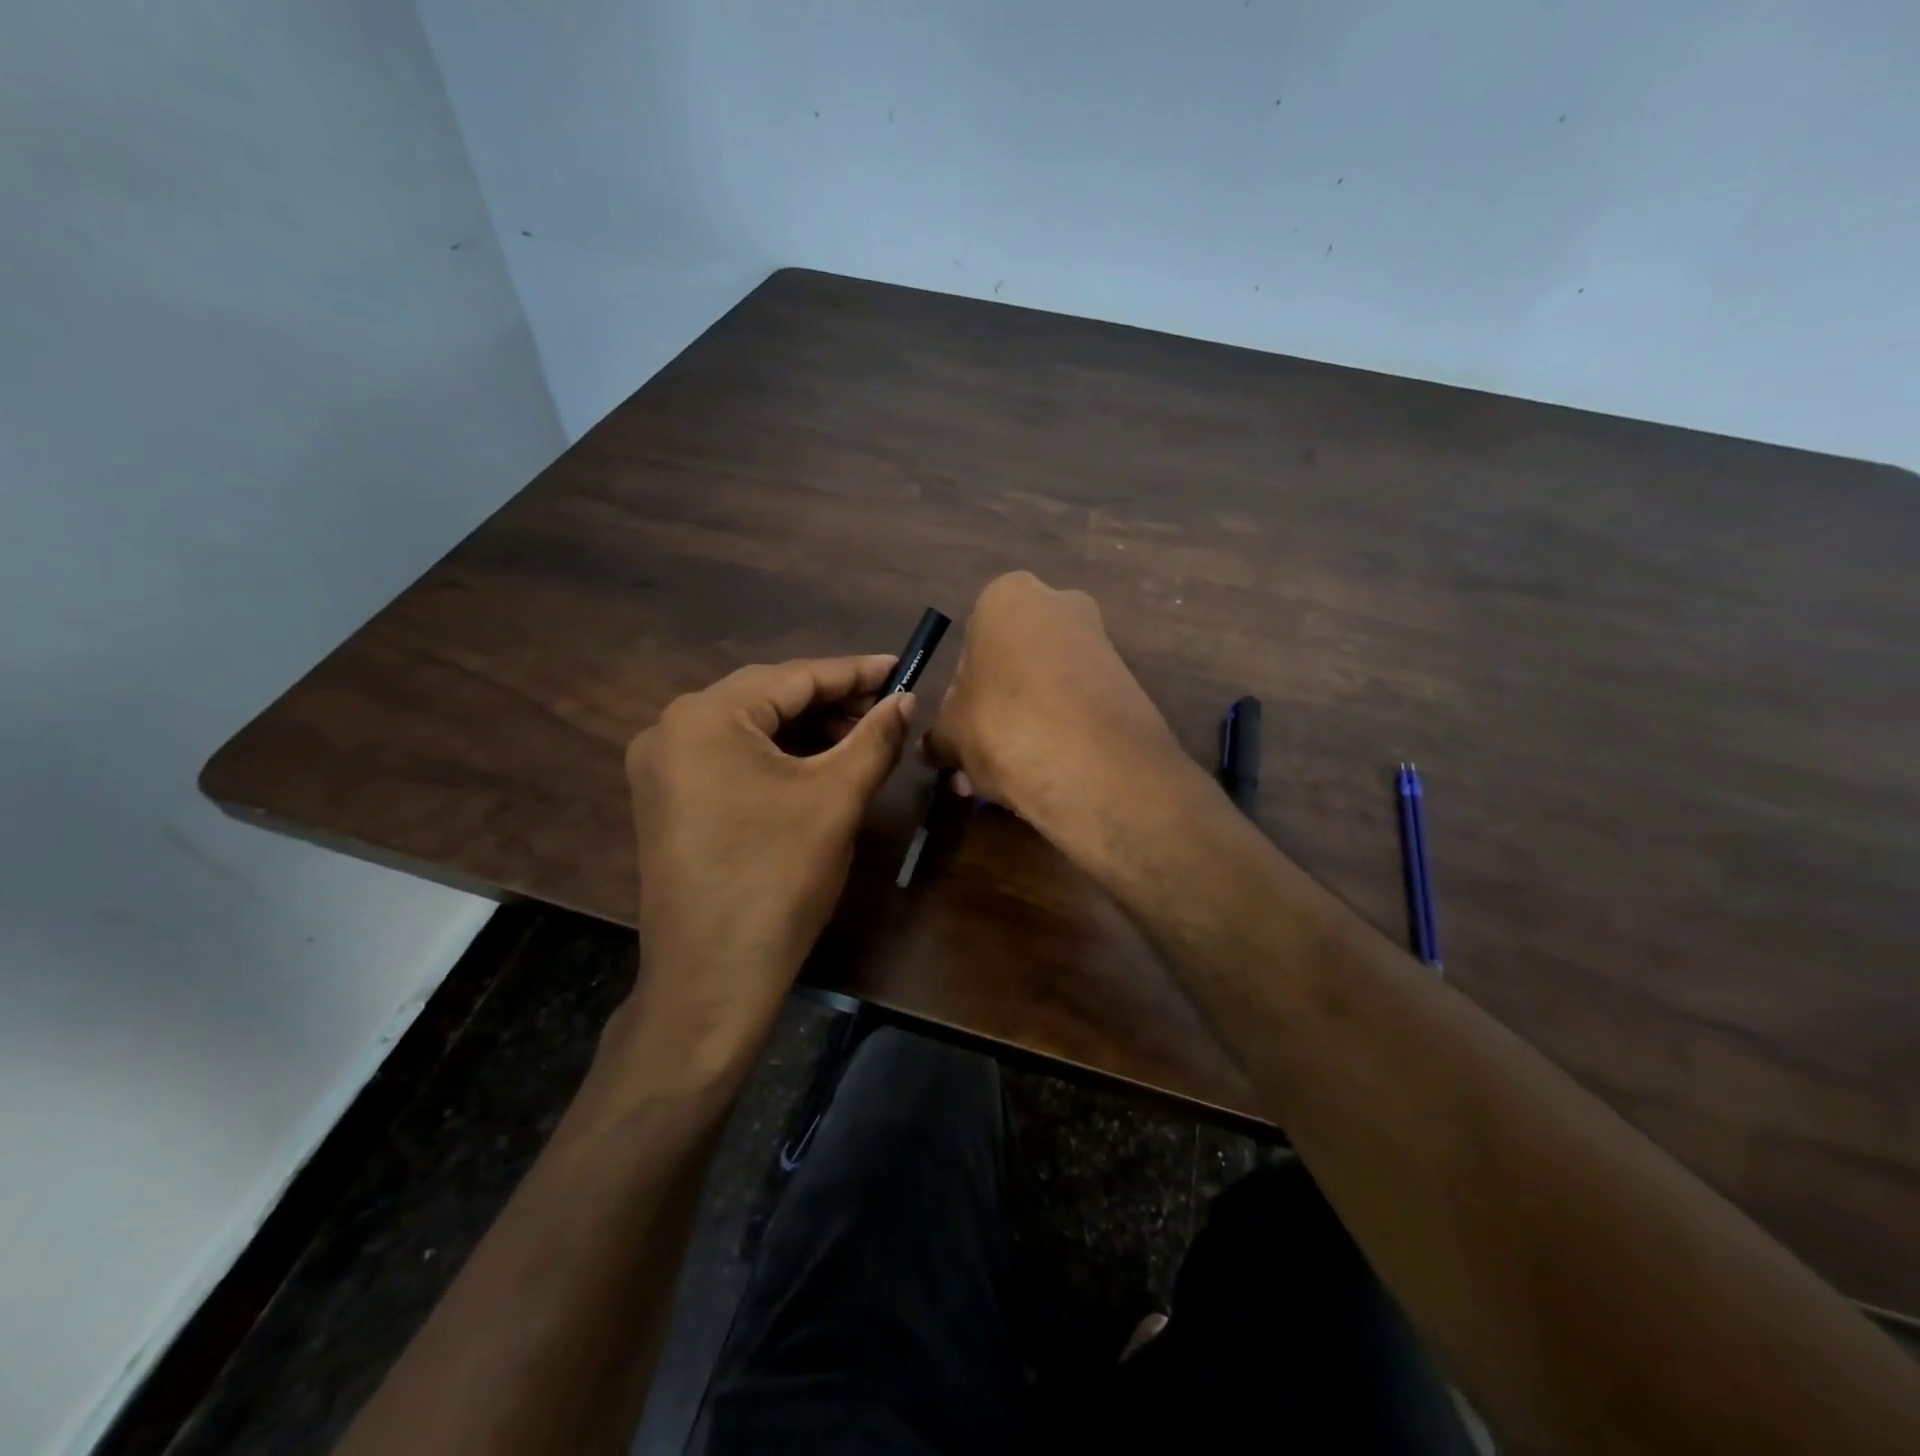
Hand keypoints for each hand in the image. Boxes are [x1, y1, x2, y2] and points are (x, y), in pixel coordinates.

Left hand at [617, 656, 912, 1089]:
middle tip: (888, 708)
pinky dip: (777, 756)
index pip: (794, 677)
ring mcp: (663, 767)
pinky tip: (818, 765)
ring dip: (806, 729)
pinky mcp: (667, 800)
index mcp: (706, 716)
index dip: (855, 672)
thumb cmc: (778, 877)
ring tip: (861, 737)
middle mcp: (672, 729)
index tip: (901, 667)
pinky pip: (731, 758)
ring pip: (750, 729)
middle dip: (832, 701)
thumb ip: (874, 738)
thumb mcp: (836, 798)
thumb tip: (906, 699)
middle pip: (768, 698)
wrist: (713, 976)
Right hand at [923, 572, 1184, 833]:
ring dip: (1027, 727)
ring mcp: (1100, 643)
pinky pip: (1079, 706)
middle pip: (1014, 661)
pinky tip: (1047, 775)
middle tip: (981, 755)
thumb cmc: (1003, 725)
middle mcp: (1060, 605)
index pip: (972, 640)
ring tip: (1010, 779)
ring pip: (1047, 687)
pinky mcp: (1129, 684)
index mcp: (1009, 597)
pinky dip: (1061, 735)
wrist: (1095, 767)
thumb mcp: (951, 733)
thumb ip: (938, 736)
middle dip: (997, 708)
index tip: (961, 727)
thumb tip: (931, 748)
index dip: (961, 690)